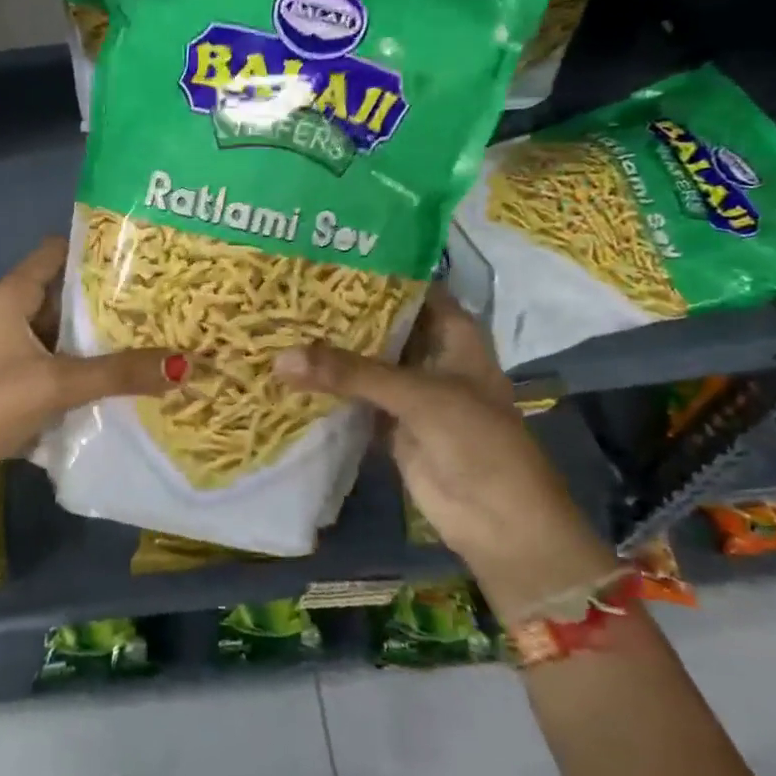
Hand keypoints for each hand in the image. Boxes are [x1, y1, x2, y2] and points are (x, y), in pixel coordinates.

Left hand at [0, 237, 187, 526]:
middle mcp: (13, 313)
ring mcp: (17, 348)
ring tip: (159, 328)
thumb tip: (184, 364)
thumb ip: (119, 372)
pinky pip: (65, 359)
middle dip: (112, 294)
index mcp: (12, 295)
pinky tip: (130, 369)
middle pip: (68, 291)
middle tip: (163, 294)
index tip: (143, 251)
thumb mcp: (58, 382)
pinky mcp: (22, 379)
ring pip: (69, 329)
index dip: (97, 247)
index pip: (58, 251)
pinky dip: (93, 362)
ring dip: (104, 332)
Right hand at [273, 287, 614, 614]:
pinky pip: (354, 399)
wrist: (498, 520)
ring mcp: (409, 390)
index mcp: (452, 332)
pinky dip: (328, 391)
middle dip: (340, 313)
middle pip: (380, 324)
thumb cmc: (475, 439)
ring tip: (277, 324)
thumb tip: (279, 357)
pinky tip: (287, 374)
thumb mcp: (416, 395)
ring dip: (330, 352)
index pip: (409, 287)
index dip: (372, 271)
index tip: (322, 255)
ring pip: (364, 363)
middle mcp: (430, 353)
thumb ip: (349, 373)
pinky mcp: (390, 424)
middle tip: (286, 290)